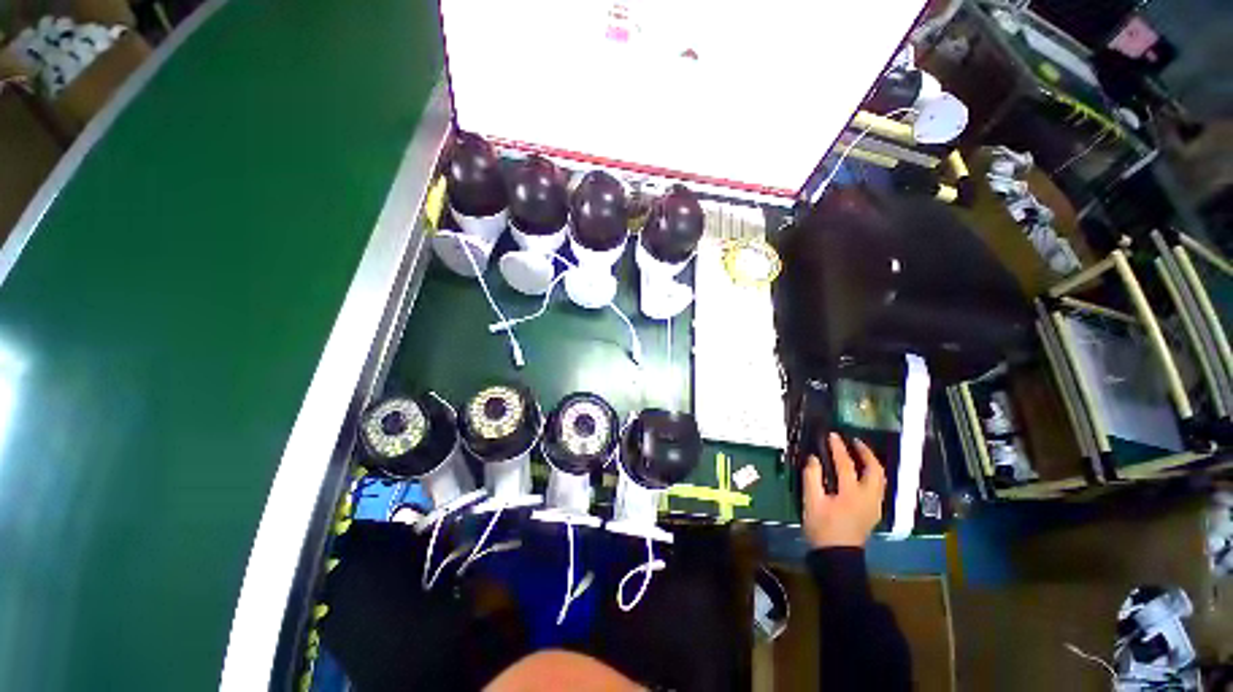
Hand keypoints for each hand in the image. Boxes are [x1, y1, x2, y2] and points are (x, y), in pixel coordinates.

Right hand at [802, 433, 886, 548]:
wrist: (837, 557)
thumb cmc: (822, 529)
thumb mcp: (811, 502)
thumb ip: (812, 477)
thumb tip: (814, 458)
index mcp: (852, 494)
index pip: (846, 464)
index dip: (838, 448)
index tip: (832, 435)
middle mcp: (868, 497)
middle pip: (875, 470)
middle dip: (866, 453)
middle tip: (854, 441)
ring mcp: (874, 506)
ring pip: (880, 479)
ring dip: (871, 463)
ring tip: (859, 453)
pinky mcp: (873, 512)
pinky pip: (877, 487)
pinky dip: (871, 474)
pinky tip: (861, 473)